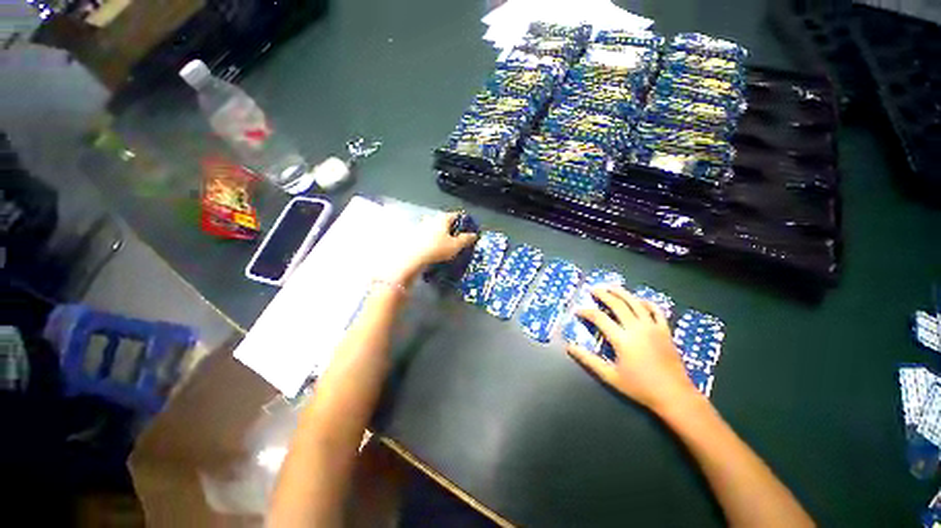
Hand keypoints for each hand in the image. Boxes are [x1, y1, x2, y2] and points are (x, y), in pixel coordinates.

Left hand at [387, 211, 477, 284]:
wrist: (413, 258)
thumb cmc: (436, 249)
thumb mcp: (456, 246)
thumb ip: (466, 239)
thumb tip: (473, 235)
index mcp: (442, 218)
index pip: (455, 215)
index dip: (463, 221)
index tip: (468, 228)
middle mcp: (431, 219)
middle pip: (442, 221)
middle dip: (449, 228)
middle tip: (455, 237)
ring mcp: (420, 227)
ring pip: (432, 228)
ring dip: (438, 234)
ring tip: (444, 245)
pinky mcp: (413, 237)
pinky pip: (425, 237)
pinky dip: (430, 241)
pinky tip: (433, 250)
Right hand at [566, 286, 700, 414]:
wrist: (674, 396)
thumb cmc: (640, 387)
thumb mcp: (610, 376)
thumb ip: (588, 359)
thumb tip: (569, 347)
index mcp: (622, 339)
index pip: (599, 318)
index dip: (586, 312)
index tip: (577, 311)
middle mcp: (637, 328)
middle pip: (617, 304)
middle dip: (603, 294)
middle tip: (592, 290)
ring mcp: (653, 328)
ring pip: (635, 302)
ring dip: (622, 292)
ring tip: (611, 287)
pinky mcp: (665, 331)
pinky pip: (656, 310)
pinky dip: (646, 302)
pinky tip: (638, 300)